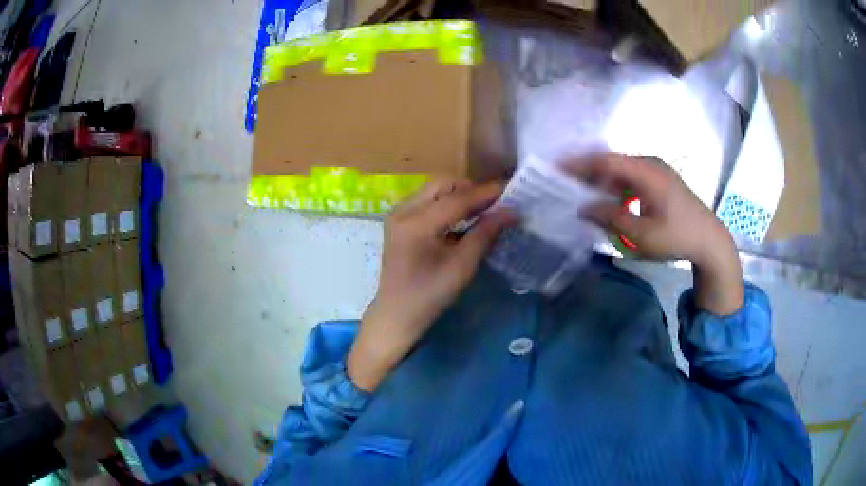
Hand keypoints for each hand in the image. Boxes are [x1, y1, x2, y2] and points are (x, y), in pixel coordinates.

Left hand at [348, 179, 513, 390]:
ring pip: (434, 190)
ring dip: (458, 195)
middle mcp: (403, 211)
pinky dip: (446, 204)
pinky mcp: (399, 222)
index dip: (485, 193)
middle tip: (494, 203)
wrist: (396, 314)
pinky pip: (427, 201)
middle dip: (470, 189)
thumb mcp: (461, 267)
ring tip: (482, 210)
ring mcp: (398, 215)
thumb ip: (485, 234)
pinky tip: (462, 219)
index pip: (457, 198)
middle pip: (442, 184)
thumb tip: (510, 211)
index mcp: (416, 223)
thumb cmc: (429, 296)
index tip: (510, 190)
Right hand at [572, 154, 743, 315]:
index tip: (556, 168)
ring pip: (622, 170)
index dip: (580, 162)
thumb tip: (583, 208)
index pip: (607, 159)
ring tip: (584, 195)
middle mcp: (651, 164)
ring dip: (603, 181)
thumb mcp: (643, 235)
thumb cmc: (678, 237)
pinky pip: (632, 178)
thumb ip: (612, 218)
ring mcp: (657, 171)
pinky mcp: (661, 181)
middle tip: (566, 185)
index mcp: (647, 172)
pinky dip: (617, 187)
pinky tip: (610, 201)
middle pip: (613, 162)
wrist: (710, 241)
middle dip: (588, 172)